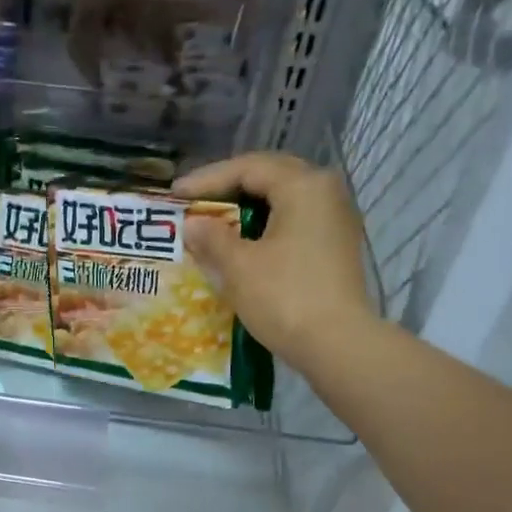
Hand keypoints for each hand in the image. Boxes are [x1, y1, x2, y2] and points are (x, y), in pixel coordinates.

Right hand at [173, 153, 377, 372]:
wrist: (336, 343)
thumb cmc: (284, 297)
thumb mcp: (239, 266)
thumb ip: (212, 238)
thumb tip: (193, 224)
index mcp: (303, 186)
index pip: (248, 168)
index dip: (207, 180)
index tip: (175, 195)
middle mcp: (325, 192)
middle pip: (269, 177)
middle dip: (228, 189)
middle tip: (193, 203)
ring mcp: (335, 219)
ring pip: (283, 200)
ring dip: (246, 209)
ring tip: (213, 222)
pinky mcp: (335, 246)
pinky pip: (293, 222)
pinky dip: (264, 227)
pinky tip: (242, 244)